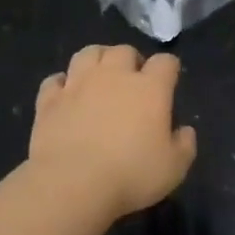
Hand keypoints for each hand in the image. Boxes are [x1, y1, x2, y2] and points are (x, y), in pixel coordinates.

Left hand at [30, 45, 197, 218]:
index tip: (169, 82)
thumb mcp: (174, 168)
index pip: (165, 62)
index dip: (169, 68)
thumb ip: (185, 145)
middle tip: (132, 81)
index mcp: (150, 88)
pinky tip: (66, 94)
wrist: (72, 183)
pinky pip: (54, 80)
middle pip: (124, 51)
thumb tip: (185, 131)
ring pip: (88, 54)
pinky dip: (62, 84)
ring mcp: (78, 85)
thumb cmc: (131, 174)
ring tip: (100, 77)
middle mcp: (114, 76)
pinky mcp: (49, 100)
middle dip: (131, 60)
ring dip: (97, 60)